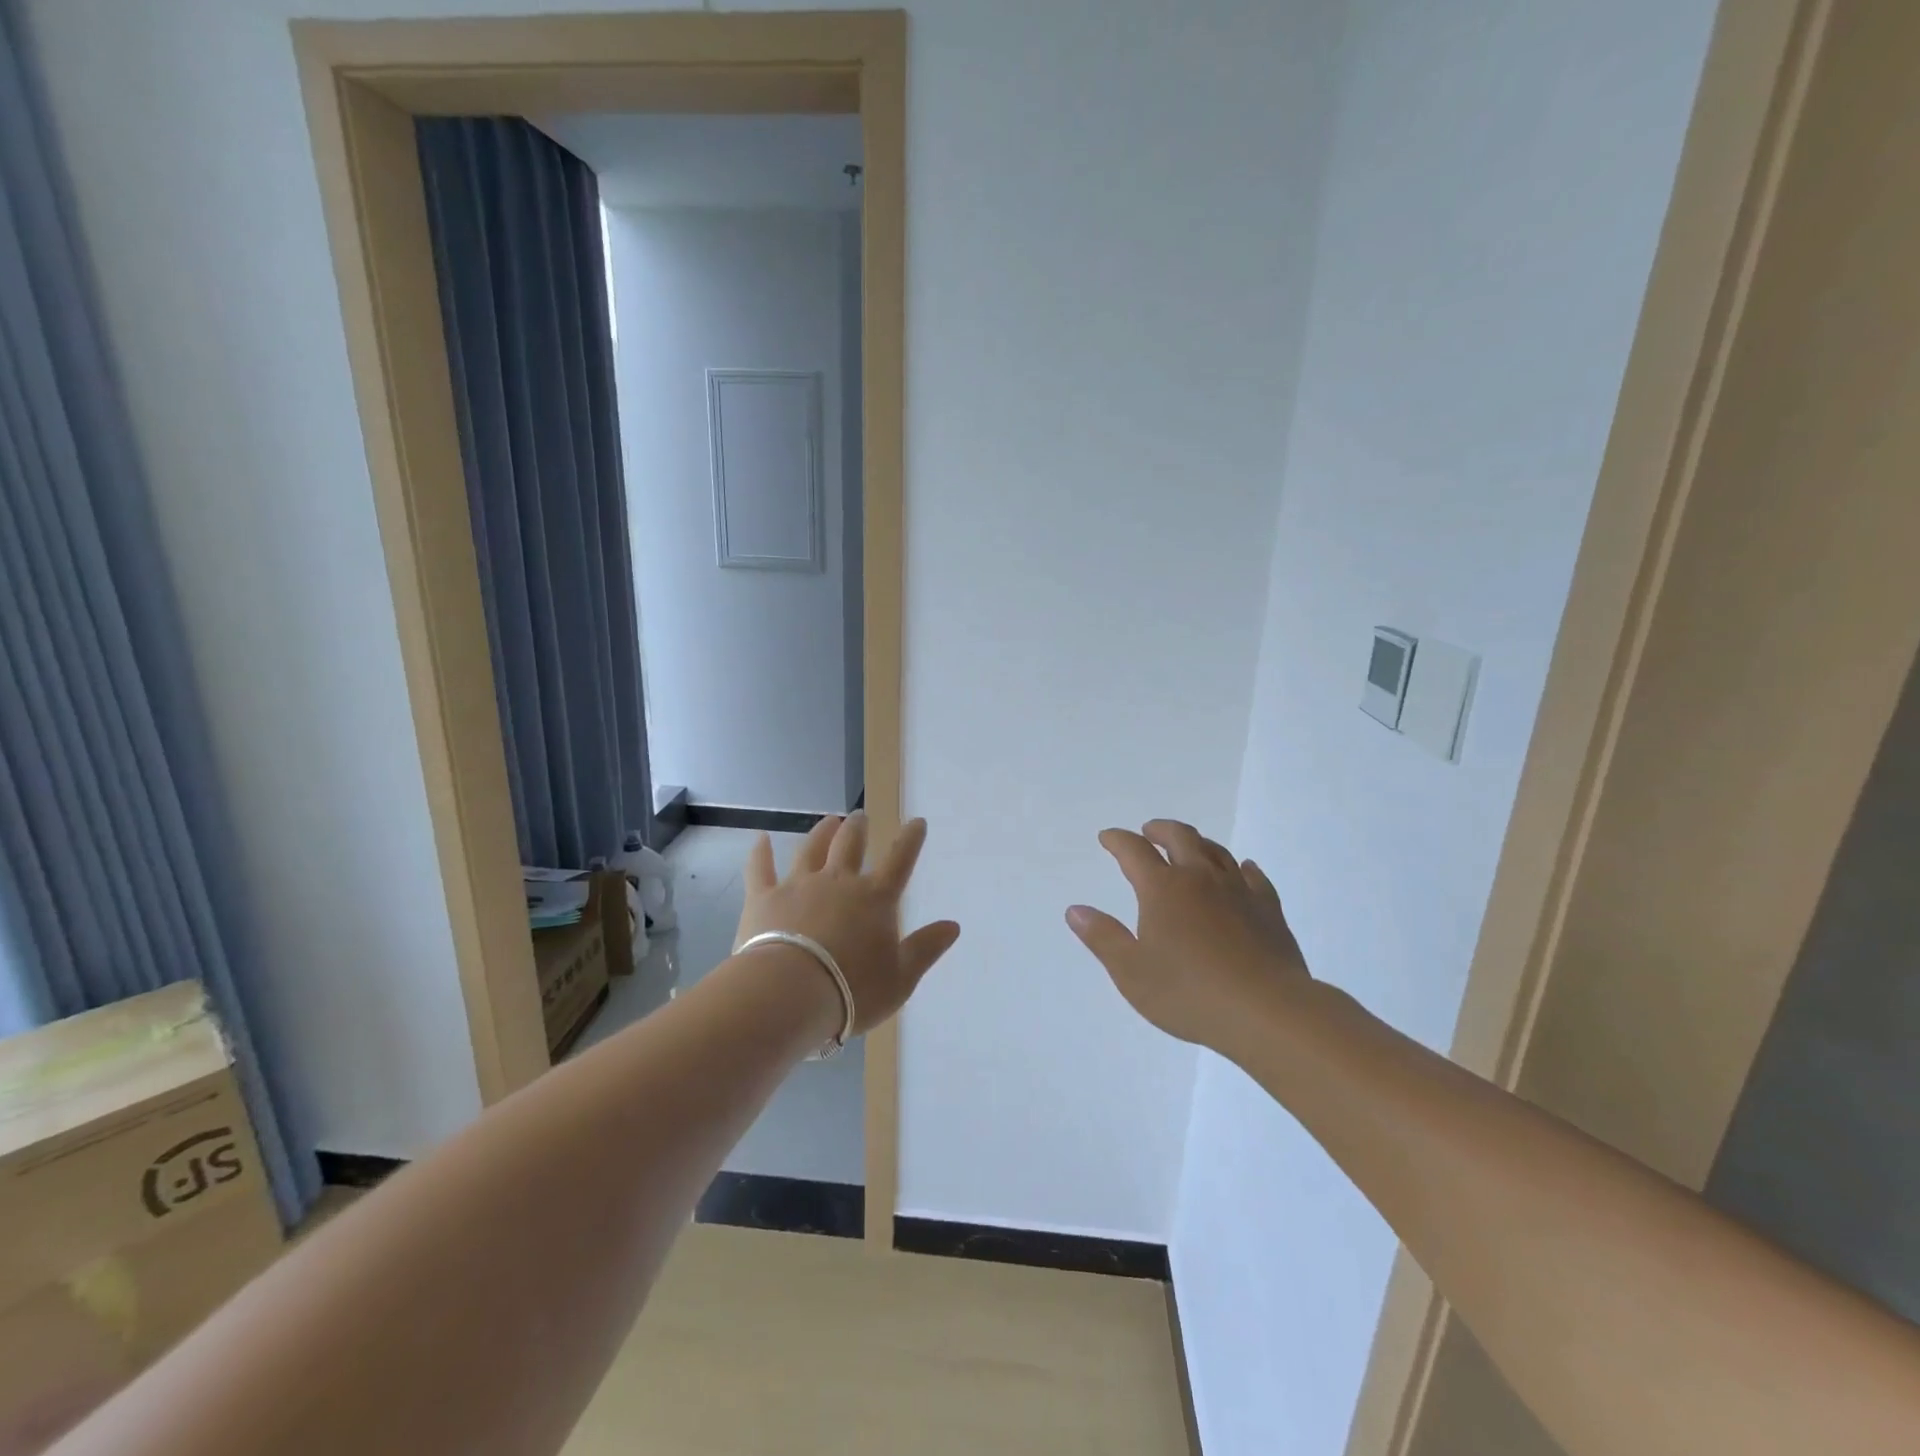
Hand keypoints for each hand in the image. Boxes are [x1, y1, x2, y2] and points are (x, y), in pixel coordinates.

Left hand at [735, 813, 960, 1034]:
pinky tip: (761, 838)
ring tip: (828, 821)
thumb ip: (926, 948)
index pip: (900, 860)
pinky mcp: (764, 898)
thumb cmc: (853, 990)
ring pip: (811, 849)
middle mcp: (839, 882)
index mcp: (875, 898)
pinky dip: (761, 852)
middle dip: (858, 828)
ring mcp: (799, 885)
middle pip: (851, 845)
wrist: (789, 994)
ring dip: (821, 832)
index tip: (917, 822)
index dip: (911, 840)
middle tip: (860, 816)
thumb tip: (953, 925)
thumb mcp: (901, 978)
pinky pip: (761, 868)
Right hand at [1067, 819, 1309, 1050]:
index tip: (1107, 837)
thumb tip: (1076, 910)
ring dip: (1198, 843)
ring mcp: (1238, 891)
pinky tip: (1244, 870)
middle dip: (1160, 830)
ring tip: (1190, 847)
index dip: (1118, 840)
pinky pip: (1255, 878)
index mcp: (1162, 889)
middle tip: (1149, 831)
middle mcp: (1200, 878)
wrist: (1267, 1011)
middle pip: (1180, 837)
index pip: (1134, 851)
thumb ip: (1102, 937)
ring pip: (1217, 852)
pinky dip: (1243, 868)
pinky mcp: (1268, 910)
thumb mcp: (1131, 972)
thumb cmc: (1189, 993)